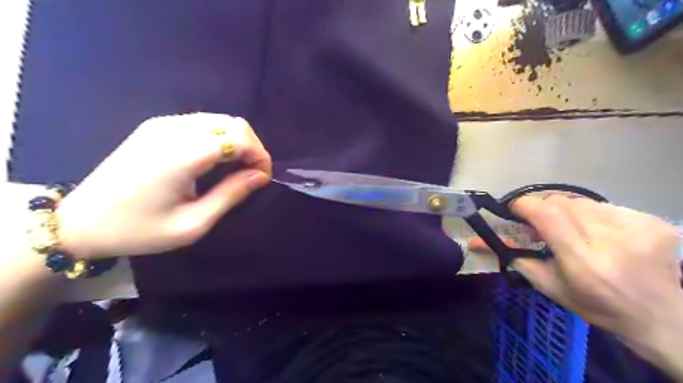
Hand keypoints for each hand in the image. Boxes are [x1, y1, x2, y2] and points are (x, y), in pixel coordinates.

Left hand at [53, 112, 272, 258]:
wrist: (79, 221)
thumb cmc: (139, 229)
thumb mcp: (193, 223)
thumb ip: (231, 195)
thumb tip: (260, 176)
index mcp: (183, 154)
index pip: (239, 138)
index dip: (260, 156)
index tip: (262, 178)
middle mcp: (174, 130)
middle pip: (233, 123)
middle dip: (252, 146)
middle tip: (253, 173)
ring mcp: (162, 124)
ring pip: (219, 119)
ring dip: (237, 141)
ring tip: (237, 168)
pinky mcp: (155, 126)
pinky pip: (202, 122)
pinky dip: (219, 137)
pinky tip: (216, 159)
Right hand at [512, 197, 682, 339]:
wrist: (660, 317)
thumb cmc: (596, 305)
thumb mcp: (548, 285)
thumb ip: (514, 258)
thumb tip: (477, 241)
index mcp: (583, 262)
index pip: (547, 215)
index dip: (525, 205)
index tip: (515, 209)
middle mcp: (611, 241)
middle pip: (561, 203)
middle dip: (543, 209)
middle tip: (541, 224)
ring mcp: (637, 228)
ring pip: (581, 201)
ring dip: (568, 212)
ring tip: (573, 230)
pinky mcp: (652, 221)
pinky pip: (605, 205)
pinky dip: (592, 214)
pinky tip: (599, 232)